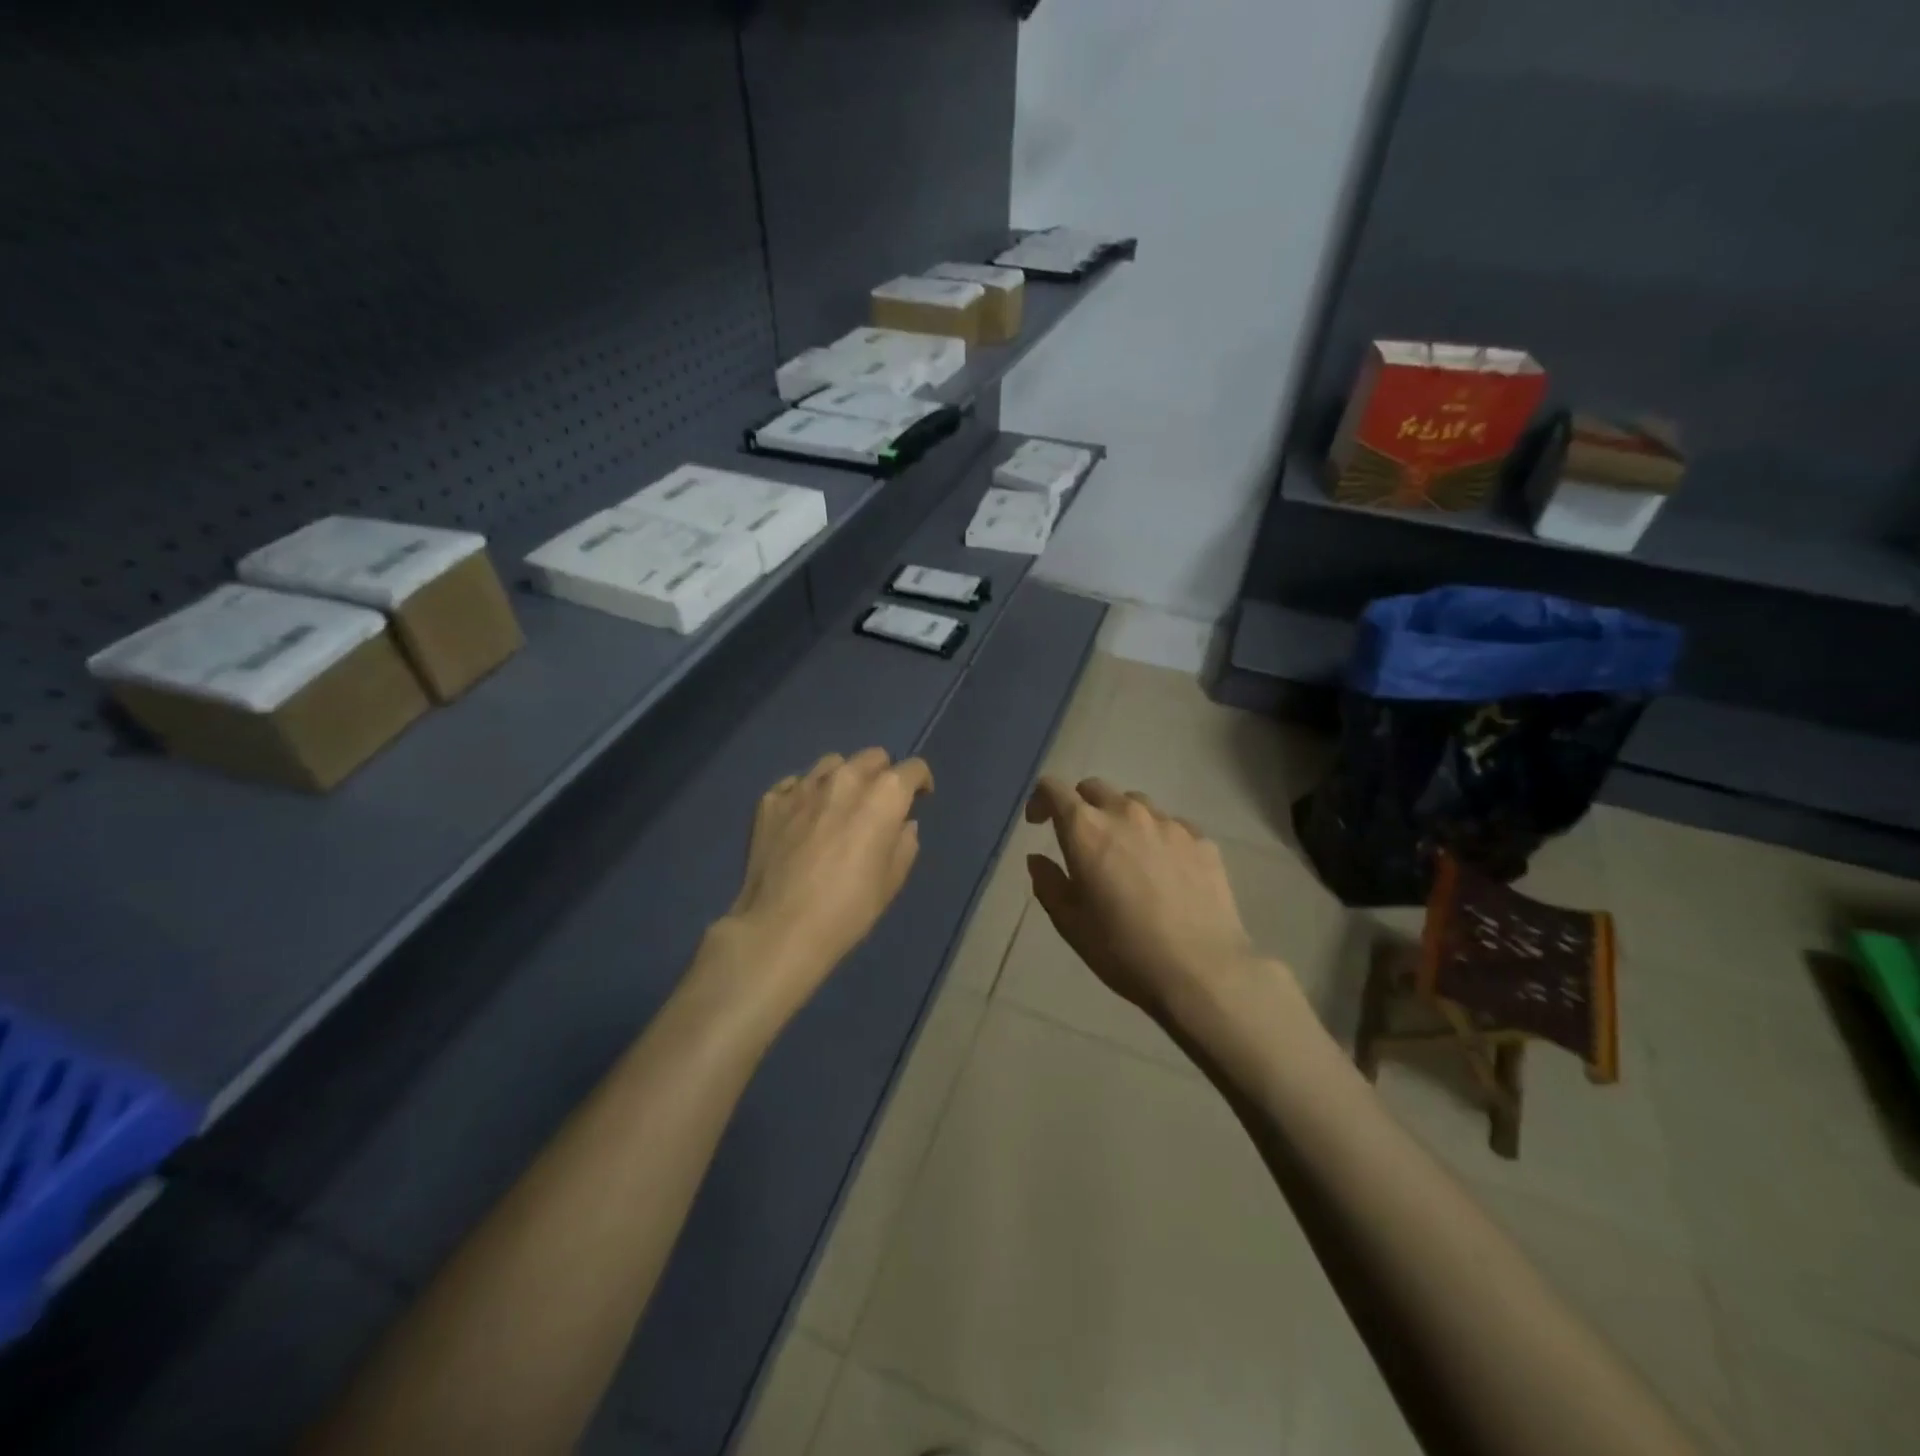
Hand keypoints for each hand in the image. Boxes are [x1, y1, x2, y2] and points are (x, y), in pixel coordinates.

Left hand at [723, 749, 933, 994]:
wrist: (780, 929)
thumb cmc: (848, 909)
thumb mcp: (891, 881)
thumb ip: (904, 843)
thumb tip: (903, 824)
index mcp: (883, 795)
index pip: (913, 768)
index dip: (920, 782)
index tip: (919, 799)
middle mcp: (844, 778)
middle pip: (873, 756)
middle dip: (882, 774)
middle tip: (878, 804)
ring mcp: (803, 786)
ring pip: (832, 763)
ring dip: (844, 778)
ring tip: (839, 806)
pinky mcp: (770, 800)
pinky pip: (796, 784)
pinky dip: (806, 795)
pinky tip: (804, 819)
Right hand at [1023, 776, 1291, 1025]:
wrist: (1201, 971)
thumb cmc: (1123, 949)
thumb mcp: (1070, 923)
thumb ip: (1048, 883)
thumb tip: (1038, 859)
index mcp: (1086, 829)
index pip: (1053, 789)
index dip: (1040, 800)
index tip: (1038, 823)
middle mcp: (1126, 813)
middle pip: (1095, 788)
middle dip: (1081, 806)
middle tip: (1082, 840)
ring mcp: (1168, 823)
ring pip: (1135, 803)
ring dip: (1121, 819)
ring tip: (1126, 855)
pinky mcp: (1201, 839)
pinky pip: (1170, 826)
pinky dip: (1157, 838)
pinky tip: (1164, 872)